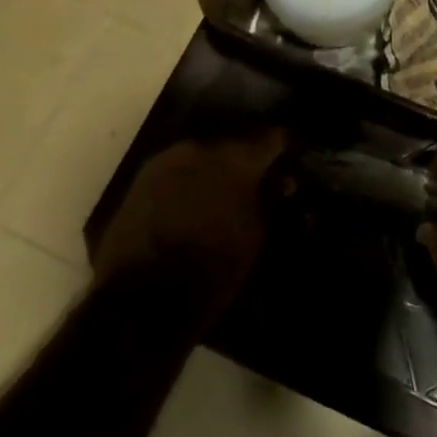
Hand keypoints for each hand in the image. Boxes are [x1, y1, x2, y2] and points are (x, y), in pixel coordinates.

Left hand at [92, 131, 287, 311]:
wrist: (140, 300)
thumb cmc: (211, 269)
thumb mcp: (255, 237)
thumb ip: (270, 199)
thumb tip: (283, 179)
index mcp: (236, 159)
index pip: (273, 137)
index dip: (287, 147)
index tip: (295, 158)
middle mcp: (201, 147)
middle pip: (236, 142)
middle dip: (250, 159)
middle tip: (263, 179)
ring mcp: (167, 159)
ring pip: (205, 153)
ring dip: (219, 167)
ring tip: (229, 191)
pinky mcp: (142, 178)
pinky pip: (179, 167)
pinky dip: (193, 178)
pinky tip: (198, 199)